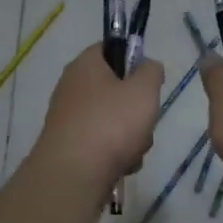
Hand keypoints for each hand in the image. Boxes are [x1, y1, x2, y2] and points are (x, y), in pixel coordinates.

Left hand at [28, 43, 164, 201]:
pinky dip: (117, 154)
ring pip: (114, 120)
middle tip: (144, 119)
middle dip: (137, 108)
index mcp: (85, 65)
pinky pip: (104, 143)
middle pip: (116, 89)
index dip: (134, 59)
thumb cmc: (111, 123)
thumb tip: (148, 67)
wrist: (74, 175)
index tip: (148, 81)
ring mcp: (70, 119)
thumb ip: (152, 71)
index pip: (111, 48)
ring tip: (133, 149)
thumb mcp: (144, 90)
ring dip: (132, 136)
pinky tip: (122, 165)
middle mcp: (72, 88)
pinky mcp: (72, 147)